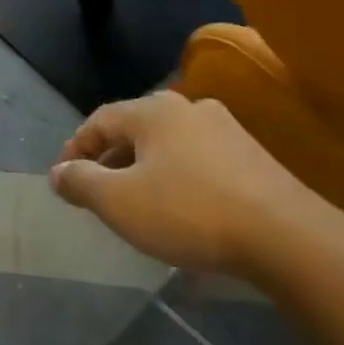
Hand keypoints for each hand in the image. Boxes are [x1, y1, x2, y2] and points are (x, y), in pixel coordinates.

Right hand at [49, 91, 328, 276]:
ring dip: (143, 169)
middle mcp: (189, 108)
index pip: (99, 120)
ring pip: (168, 145)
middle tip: (95, 191)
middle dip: (109, 159)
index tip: (63, 177)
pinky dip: (175, 177)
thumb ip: (81, 182)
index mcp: (154, 111)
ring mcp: (226, 130)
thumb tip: (57, 172)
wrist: (286, 236)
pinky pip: (197, 161)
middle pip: (134, 129)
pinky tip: (178, 208)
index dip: (75, 147)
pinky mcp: (252, 157)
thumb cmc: (189, 212)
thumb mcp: (119, 202)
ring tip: (134, 202)